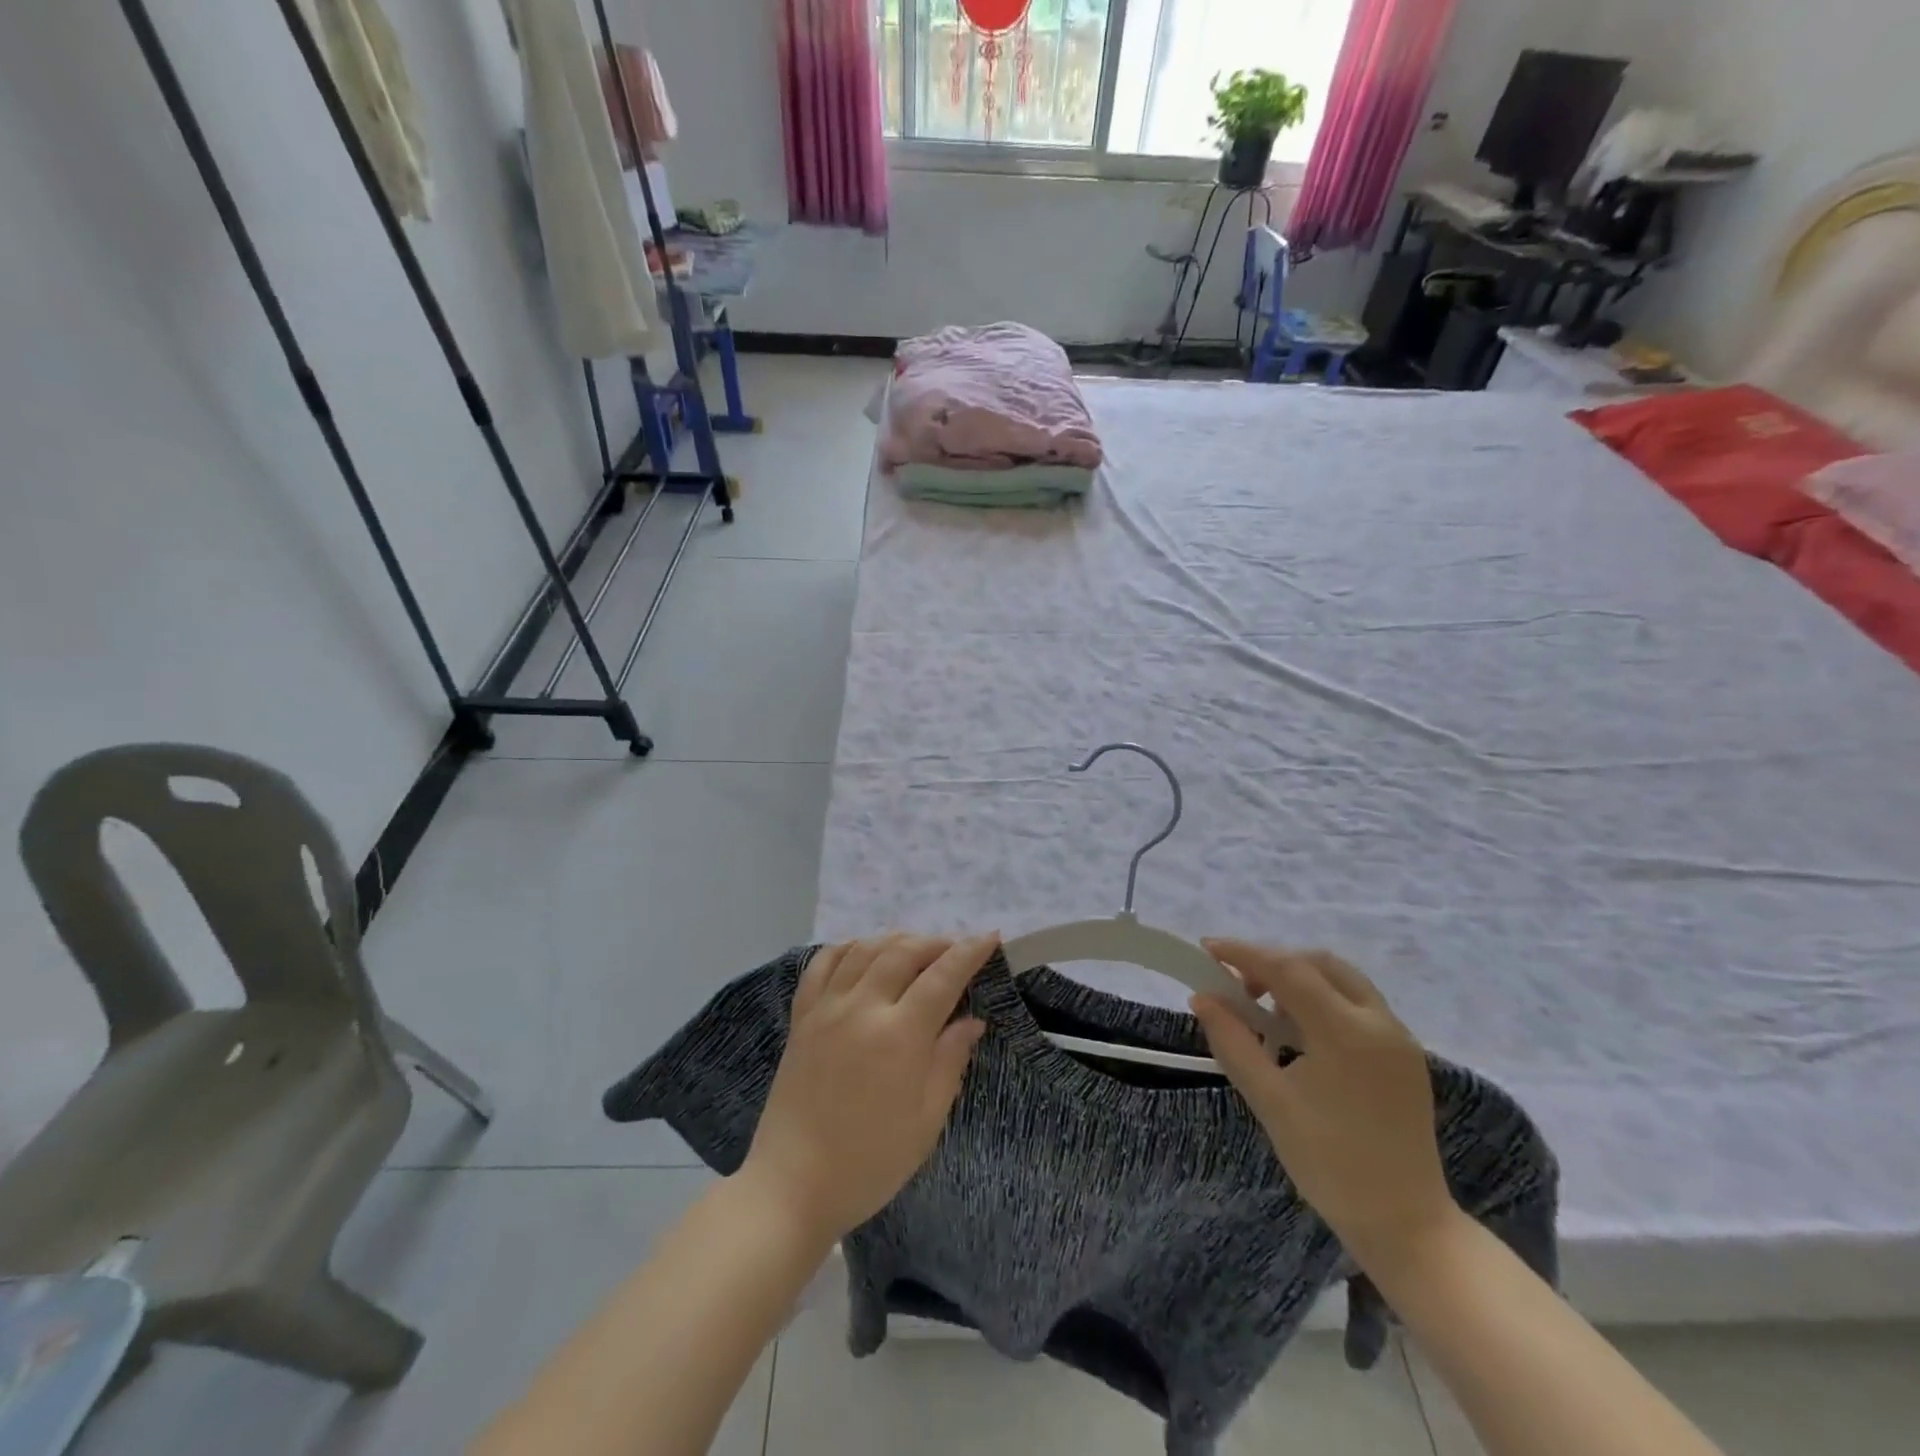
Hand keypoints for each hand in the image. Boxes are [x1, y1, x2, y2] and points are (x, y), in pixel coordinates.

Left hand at [740, 933, 994, 1245]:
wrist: (792, 1186)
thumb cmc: (869, 1163)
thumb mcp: (926, 1122)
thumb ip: (949, 1062)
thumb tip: (972, 1021)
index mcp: (899, 1036)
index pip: (942, 977)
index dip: (969, 952)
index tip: (989, 937)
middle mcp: (862, 1009)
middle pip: (902, 952)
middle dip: (935, 942)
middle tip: (956, 948)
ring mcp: (826, 1009)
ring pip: (864, 949)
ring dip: (895, 939)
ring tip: (915, 947)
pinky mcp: (801, 1018)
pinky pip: (822, 964)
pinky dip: (846, 947)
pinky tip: (861, 951)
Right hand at [1190, 940, 1456, 1272]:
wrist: (1406, 1225)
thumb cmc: (1330, 1164)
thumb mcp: (1270, 1101)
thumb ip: (1233, 1041)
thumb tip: (1202, 998)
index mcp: (1347, 1032)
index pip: (1287, 969)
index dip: (1243, 953)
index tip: (1207, 949)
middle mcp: (1379, 1022)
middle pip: (1318, 964)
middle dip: (1273, 963)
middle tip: (1237, 986)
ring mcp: (1399, 1038)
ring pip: (1342, 980)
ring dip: (1299, 979)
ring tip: (1265, 1010)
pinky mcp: (1405, 1056)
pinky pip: (1358, 1005)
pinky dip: (1322, 1000)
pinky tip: (1299, 1033)